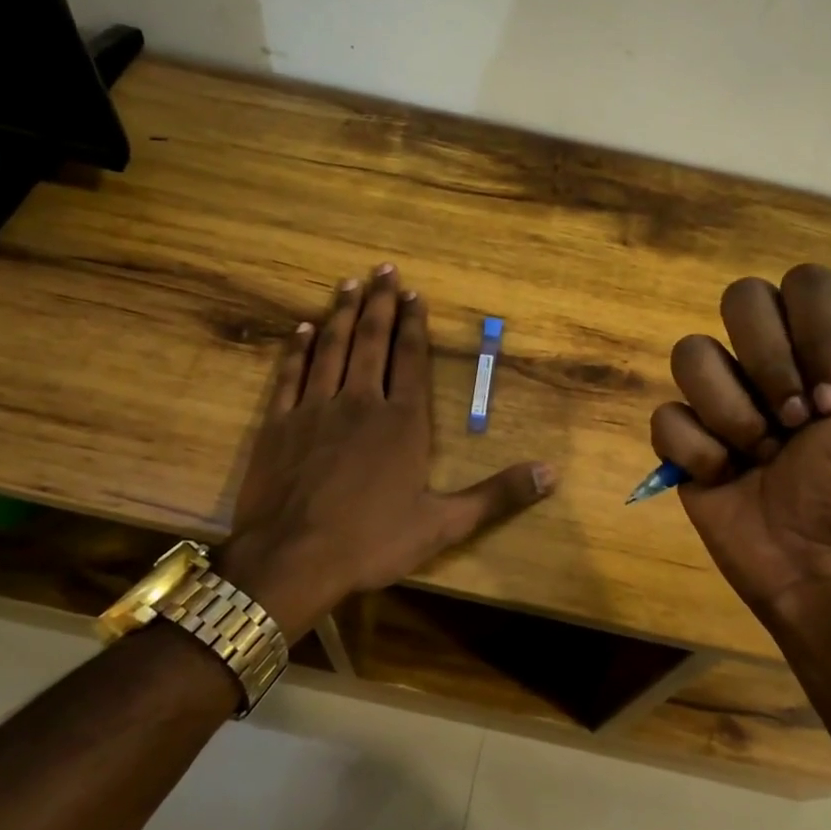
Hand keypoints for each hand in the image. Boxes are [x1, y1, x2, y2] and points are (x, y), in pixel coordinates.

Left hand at [217, 264, 555, 640]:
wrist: (292, 560)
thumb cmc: (372, 542)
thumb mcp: (444, 524)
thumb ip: (497, 495)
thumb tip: (551, 474)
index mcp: (402, 422)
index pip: (411, 360)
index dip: (413, 324)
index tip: (414, 294)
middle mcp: (360, 402)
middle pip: (372, 342)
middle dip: (380, 303)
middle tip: (382, 269)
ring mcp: (315, 409)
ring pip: (332, 349)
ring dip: (342, 314)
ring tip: (349, 284)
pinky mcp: (279, 424)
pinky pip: (291, 375)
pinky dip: (297, 349)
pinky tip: (302, 328)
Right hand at [650, 251, 830, 622]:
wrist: (829, 564)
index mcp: (827, 340)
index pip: (803, 283)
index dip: (815, 333)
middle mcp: (771, 357)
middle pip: (739, 300)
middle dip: (771, 365)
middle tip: (800, 422)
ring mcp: (722, 397)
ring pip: (691, 353)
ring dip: (732, 410)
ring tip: (761, 454)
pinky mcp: (684, 439)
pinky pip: (666, 415)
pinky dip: (696, 448)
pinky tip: (725, 475)